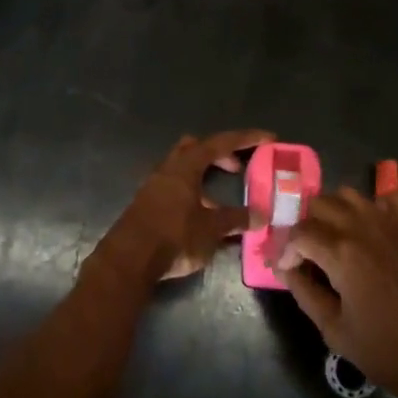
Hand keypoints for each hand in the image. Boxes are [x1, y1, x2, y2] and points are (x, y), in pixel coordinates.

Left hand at [98, 130, 272, 283]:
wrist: (129, 260)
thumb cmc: (174, 236)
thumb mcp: (211, 229)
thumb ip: (236, 220)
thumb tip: (260, 216)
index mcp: (186, 165)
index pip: (220, 142)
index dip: (246, 139)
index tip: (268, 138)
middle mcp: (169, 167)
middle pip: (196, 147)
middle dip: (219, 153)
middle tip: (238, 168)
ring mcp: (155, 184)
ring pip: (183, 167)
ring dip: (205, 175)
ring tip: (222, 199)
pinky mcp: (147, 202)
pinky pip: (175, 186)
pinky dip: (193, 192)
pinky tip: (201, 216)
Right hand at [277, 185, 397, 397]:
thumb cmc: (388, 352)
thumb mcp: (335, 331)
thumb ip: (304, 293)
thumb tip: (286, 268)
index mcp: (341, 253)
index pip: (299, 233)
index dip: (286, 250)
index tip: (286, 269)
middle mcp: (363, 227)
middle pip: (320, 204)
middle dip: (306, 226)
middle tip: (308, 255)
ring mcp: (391, 223)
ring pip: (350, 194)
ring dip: (335, 210)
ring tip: (334, 238)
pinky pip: (390, 196)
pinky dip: (375, 203)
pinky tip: (371, 226)